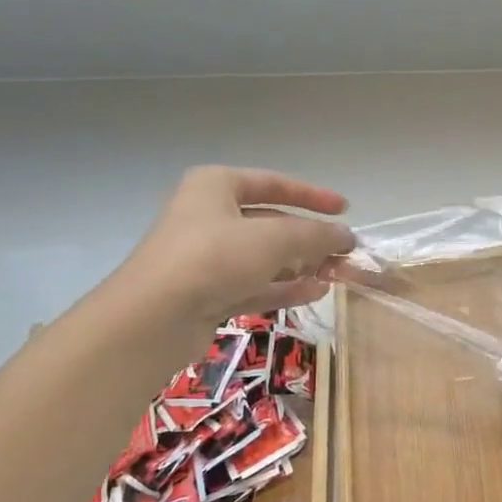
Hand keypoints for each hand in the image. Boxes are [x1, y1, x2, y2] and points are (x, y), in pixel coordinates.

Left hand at [112, 167, 356, 327]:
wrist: (154, 318)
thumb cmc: (214, 258)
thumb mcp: (274, 239)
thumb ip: (315, 235)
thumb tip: (347, 237)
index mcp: (216, 186)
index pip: (274, 183)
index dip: (312, 195)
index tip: (345, 208)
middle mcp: (209, 216)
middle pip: (271, 222)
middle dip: (310, 237)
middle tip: (344, 251)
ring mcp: (207, 257)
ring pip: (264, 257)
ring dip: (301, 264)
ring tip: (337, 274)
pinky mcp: (208, 292)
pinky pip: (255, 284)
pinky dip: (284, 287)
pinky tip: (316, 292)